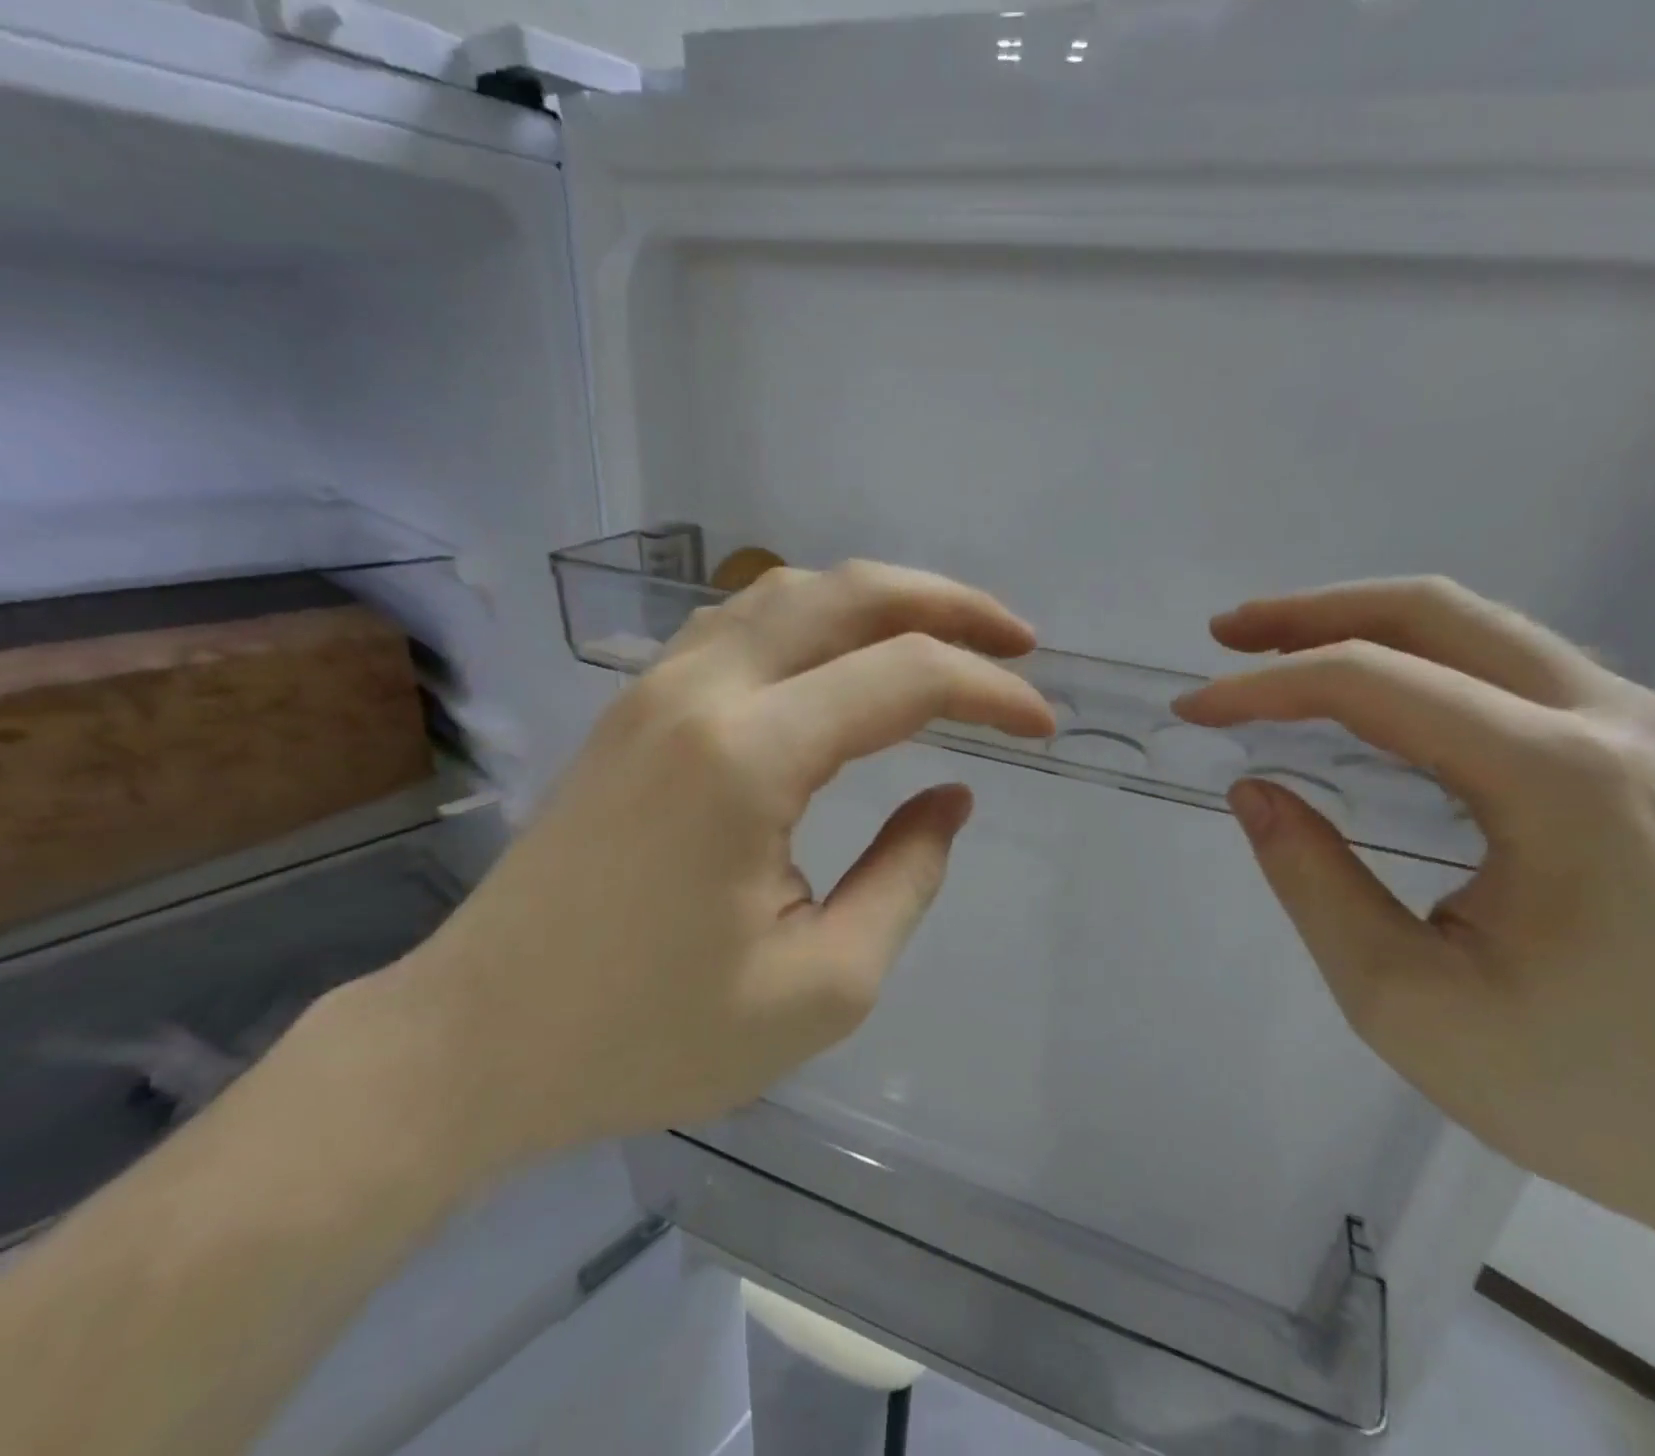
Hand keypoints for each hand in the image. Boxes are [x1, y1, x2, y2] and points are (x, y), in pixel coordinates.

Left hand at [371, 562, 1054, 1182]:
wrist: (475, 1041)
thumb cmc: (649, 1034)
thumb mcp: (821, 987)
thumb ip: (905, 879)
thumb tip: (949, 800)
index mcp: (749, 757)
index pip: (905, 678)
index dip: (991, 691)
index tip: (1042, 725)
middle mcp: (702, 691)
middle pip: (848, 593)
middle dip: (948, 604)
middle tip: (1016, 640)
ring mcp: (657, 688)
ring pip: (788, 593)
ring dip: (879, 599)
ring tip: (943, 636)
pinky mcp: (635, 706)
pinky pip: (741, 623)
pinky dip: (814, 618)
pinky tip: (842, 655)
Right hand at [1175, 578, 1654, 1249]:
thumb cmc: (1601, 1095)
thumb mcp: (1409, 1003)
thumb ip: (1314, 883)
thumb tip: (1258, 791)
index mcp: (1555, 777)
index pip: (1371, 684)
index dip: (1263, 687)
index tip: (1194, 711)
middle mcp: (1614, 722)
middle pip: (1435, 613)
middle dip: (1313, 613)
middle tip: (1229, 634)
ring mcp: (1654, 731)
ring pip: (1484, 630)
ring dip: (1371, 628)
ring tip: (1286, 653)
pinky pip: (1522, 672)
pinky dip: (1429, 664)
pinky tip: (1387, 701)